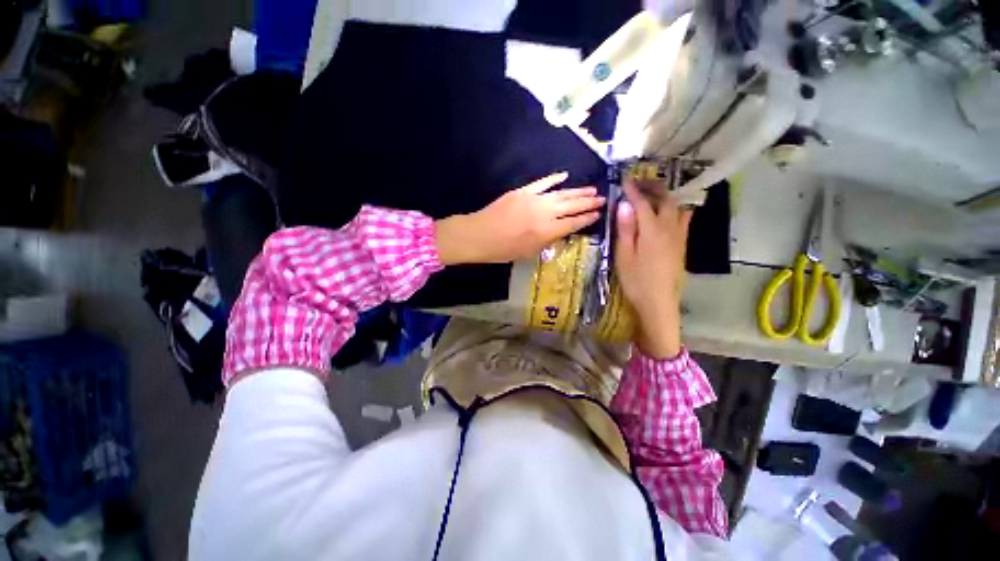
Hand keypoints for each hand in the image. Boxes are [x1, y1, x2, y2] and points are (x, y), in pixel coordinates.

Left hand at [436, 172, 604, 264]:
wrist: (479, 235)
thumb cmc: (503, 250)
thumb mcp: (528, 253)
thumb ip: (547, 241)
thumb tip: (560, 232)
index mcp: (546, 232)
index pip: (573, 223)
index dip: (587, 219)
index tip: (598, 214)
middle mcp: (544, 213)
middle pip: (571, 206)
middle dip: (588, 203)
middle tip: (602, 198)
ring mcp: (534, 199)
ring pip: (561, 193)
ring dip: (577, 191)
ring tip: (592, 190)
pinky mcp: (523, 191)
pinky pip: (542, 183)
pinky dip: (554, 179)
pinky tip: (565, 176)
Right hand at [615, 181, 692, 358]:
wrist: (659, 302)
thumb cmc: (636, 281)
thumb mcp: (624, 256)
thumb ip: (626, 229)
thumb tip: (624, 205)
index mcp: (652, 231)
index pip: (643, 203)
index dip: (633, 190)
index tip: (625, 180)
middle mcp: (670, 228)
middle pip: (665, 200)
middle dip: (652, 187)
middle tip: (638, 183)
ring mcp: (679, 236)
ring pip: (677, 207)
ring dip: (665, 195)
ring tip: (653, 193)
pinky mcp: (683, 244)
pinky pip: (683, 218)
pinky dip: (675, 207)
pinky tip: (667, 211)